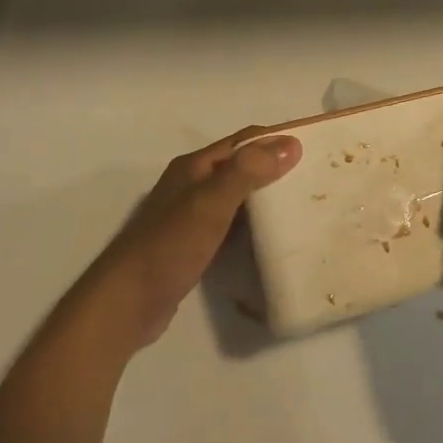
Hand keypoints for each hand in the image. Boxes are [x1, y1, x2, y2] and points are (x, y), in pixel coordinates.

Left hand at [75, 128, 300, 353]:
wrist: (126, 303)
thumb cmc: (168, 247)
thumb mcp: (210, 203)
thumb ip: (248, 172)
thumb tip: (291, 143)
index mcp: (195, 167)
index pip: (243, 140)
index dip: (276, 139)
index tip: (315, 146)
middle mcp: (192, 185)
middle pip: (241, 166)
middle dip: (275, 168)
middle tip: (315, 179)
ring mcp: (190, 216)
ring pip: (237, 197)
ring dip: (266, 197)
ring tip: (302, 205)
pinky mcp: (193, 245)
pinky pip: (231, 225)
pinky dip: (253, 225)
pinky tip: (272, 237)